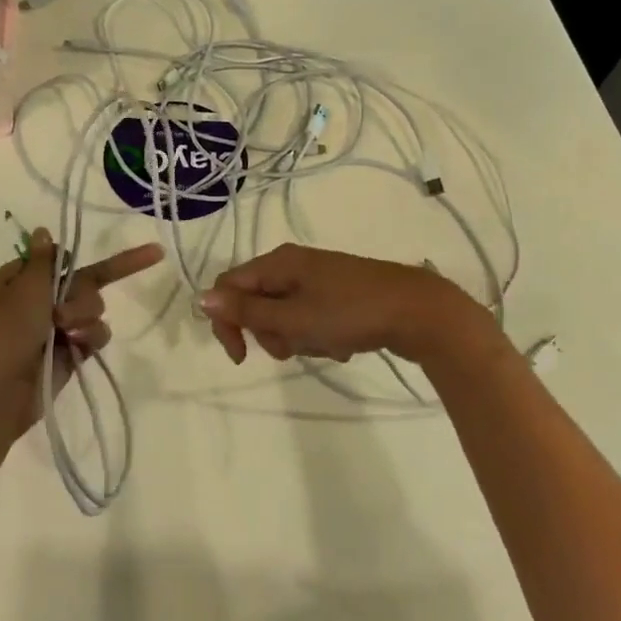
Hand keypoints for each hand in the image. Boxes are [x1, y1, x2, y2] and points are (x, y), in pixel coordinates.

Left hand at [0, 228, 164, 444]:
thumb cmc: (6, 331)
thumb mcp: (24, 286)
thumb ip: (44, 259)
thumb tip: (42, 230)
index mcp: (24, 279)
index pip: (63, 259)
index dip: (76, 261)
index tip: (89, 264)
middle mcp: (42, 300)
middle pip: (86, 283)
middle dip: (81, 297)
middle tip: (60, 315)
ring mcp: (58, 327)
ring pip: (94, 308)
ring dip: (85, 318)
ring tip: (66, 335)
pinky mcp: (72, 352)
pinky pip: (97, 334)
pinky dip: (90, 338)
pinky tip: (77, 348)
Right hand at [198, 244, 494, 366]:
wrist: (418, 312)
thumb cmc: (351, 312)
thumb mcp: (294, 317)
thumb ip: (248, 311)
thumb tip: (202, 298)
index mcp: (279, 262)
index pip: (230, 287)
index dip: (227, 321)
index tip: (242, 357)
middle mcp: (294, 265)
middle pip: (258, 302)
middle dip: (270, 333)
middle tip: (295, 348)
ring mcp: (319, 279)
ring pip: (286, 315)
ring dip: (298, 338)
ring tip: (327, 345)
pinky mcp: (339, 294)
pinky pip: (312, 318)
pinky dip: (320, 336)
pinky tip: (343, 345)